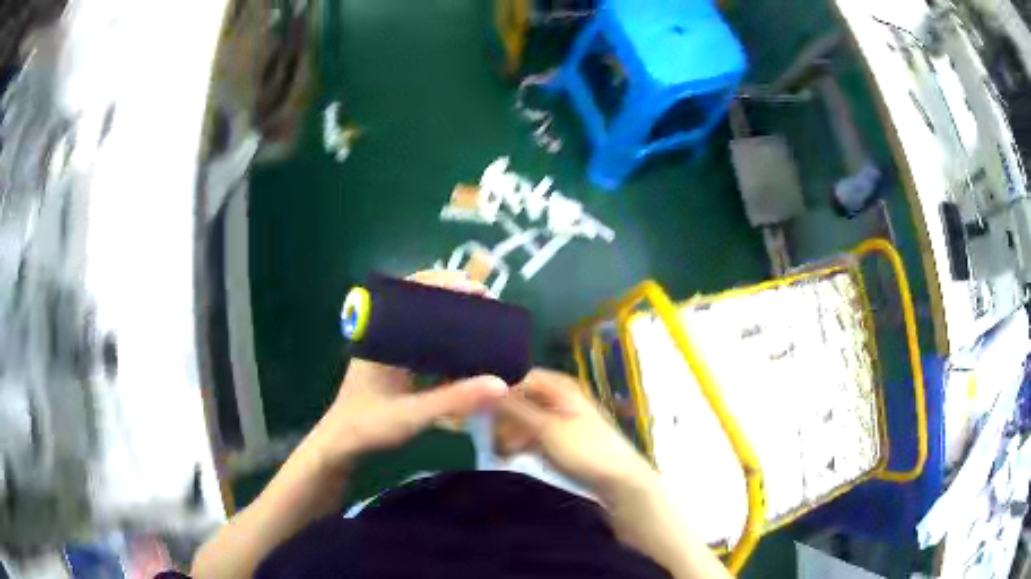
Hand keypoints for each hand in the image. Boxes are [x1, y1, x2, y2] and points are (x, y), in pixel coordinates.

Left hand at [307, 271, 508, 467]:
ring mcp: (386, 348)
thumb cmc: (369, 426)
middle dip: (452, 295)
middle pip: (418, 300)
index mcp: (381, 335)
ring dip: (448, 314)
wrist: (341, 444)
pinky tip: (463, 347)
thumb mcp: (413, 414)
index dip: (444, 284)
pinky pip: (420, 339)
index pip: (412, 293)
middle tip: (485, 299)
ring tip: (480, 316)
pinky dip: (442, 337)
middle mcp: (382, 334)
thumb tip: (501, 385)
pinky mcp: (392, 363)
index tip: (476, 289)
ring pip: (420, 319)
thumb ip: (455, 400)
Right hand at [498, 369, 657, 496]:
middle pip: (529, 399)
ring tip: (502, 451)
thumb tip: (488, 390)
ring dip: (515, 432)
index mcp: (564, 389)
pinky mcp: (569, 440)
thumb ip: (516, 409)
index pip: (527, 379)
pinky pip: (540, 434)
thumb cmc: (584, 450)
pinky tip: (514, 456)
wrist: (620, 480)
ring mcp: (568, 420)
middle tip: (492, 437)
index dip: (507, 394)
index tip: (488, 414)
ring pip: (532, 419)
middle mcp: (565, 399)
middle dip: (508, 417)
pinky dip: (526, 443)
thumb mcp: (546, 429)